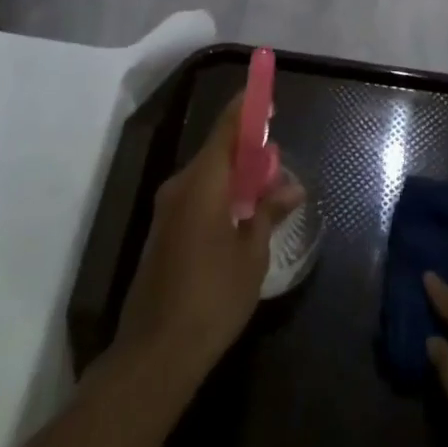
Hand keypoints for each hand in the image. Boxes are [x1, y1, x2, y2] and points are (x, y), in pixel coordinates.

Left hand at [112, 93, 305, 391]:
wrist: (155, 352)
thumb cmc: (212, 297)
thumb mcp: (252, 253)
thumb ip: (269, 212)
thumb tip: (291, 186)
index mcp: (202, 183)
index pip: (226, 129)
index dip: (246, 108)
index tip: (265, 94)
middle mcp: (180, 187)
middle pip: (218, 152)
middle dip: (249, 150)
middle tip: (279, 160)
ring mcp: (167, 211)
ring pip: (208, 177)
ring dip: (237, 177)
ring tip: (268, 192)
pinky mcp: (164, 233)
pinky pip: (197, 197)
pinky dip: (222, 196)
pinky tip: (243, 217)